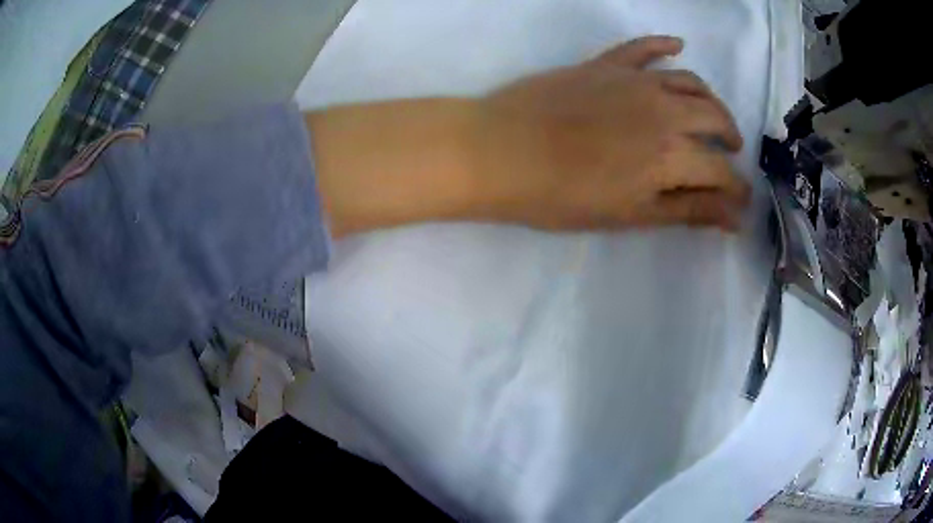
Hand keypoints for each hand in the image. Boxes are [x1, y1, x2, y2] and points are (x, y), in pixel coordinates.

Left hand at [307, 36, 748, 237]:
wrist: (499, 152)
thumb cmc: (561, 196)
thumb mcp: (630, 214)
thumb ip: (687, 211)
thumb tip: (733, 218)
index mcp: (672, 154)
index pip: (721, 171)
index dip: (736, 190)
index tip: (741, 202)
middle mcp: (665, 110)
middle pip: (715, 119)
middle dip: (729, 141)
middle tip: (728, 156)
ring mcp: (635, 80)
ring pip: (690, 82)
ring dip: (710, 100)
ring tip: (712, 116)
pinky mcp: (606, 64)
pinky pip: (643, 47)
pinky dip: (663, 44)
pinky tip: (677, 44)